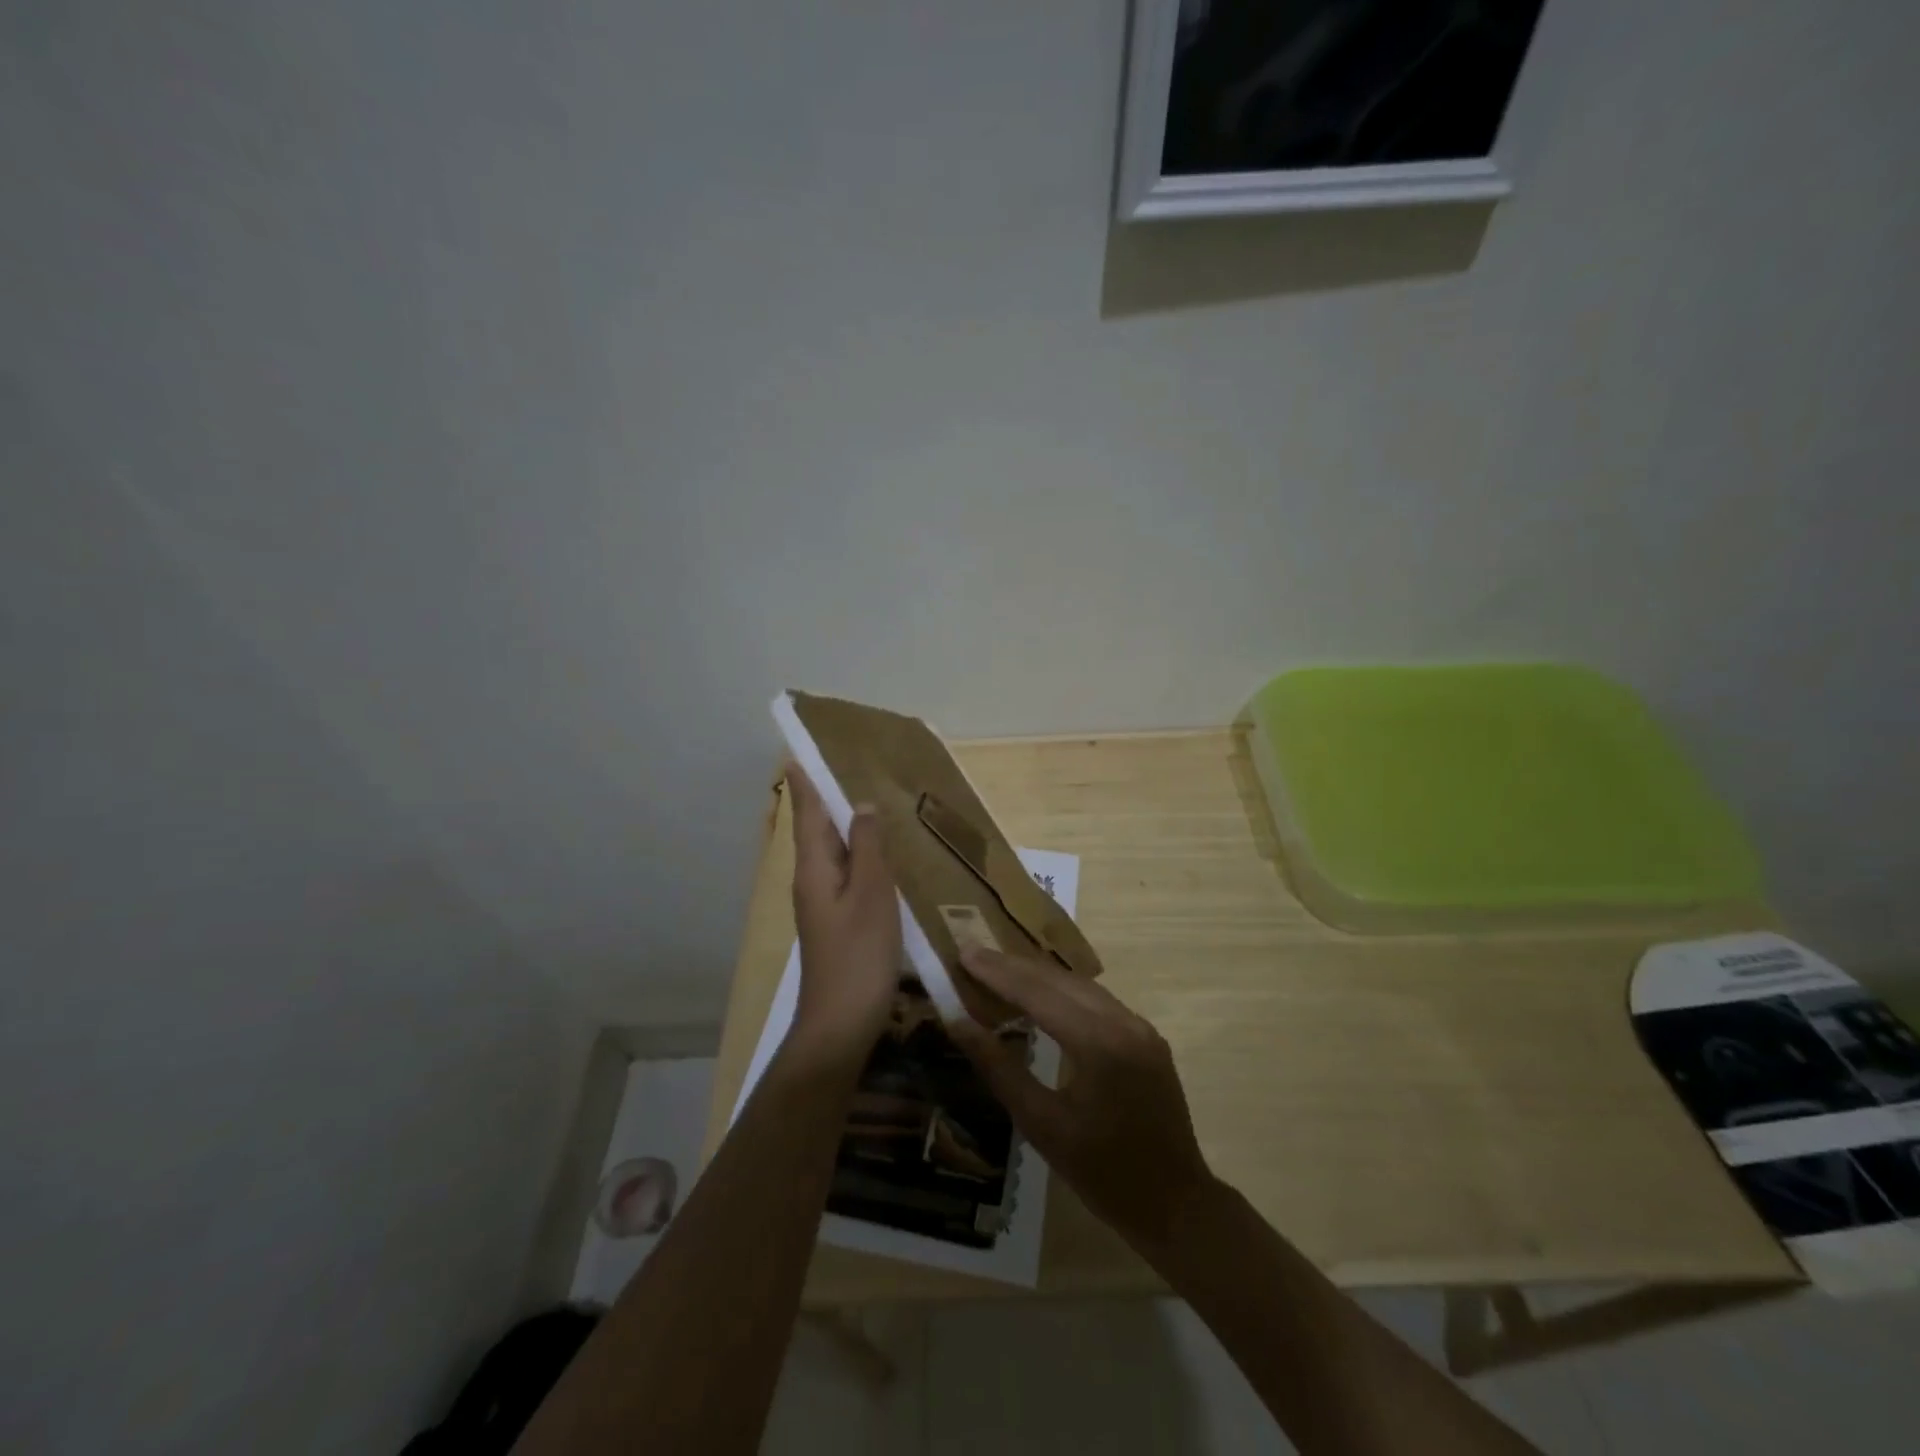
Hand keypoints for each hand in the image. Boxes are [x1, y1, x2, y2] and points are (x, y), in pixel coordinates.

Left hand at [784, 767, 900, 1074]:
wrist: (841, 1023)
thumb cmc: (859, 954)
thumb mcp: (871, 894)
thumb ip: (868, 847)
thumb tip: (861, 805)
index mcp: (815, 868)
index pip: (806, 814)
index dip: (804, 783)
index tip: (798, 752)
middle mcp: (812, 880)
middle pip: (817, 830)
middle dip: (826, 798)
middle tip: (845, 766)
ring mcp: (823, 903)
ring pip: (833, 852)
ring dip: (845, 825)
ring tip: (867, 800)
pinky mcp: (837, 921)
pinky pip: (846, 873)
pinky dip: (859, 854)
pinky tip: (879, 854)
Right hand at [948, 949, 1216, 1257]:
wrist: (1176, 1205)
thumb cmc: (1102, 1173)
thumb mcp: (1042, 1125)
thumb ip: (999, 1069)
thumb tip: (959, 1025)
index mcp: (1099, 1043)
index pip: (1037, 992)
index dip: (997, 972)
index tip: (963, 953)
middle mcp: (1123, 1022)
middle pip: (1059, 980)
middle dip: (1013, 966)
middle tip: (972, 955)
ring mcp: (1140, 1027)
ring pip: (1080, 986)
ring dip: (1038, 976)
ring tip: (998, 971)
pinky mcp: (1147, 1037)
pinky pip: (1098, 1001)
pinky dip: (1063, 992)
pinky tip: (1041, 997)